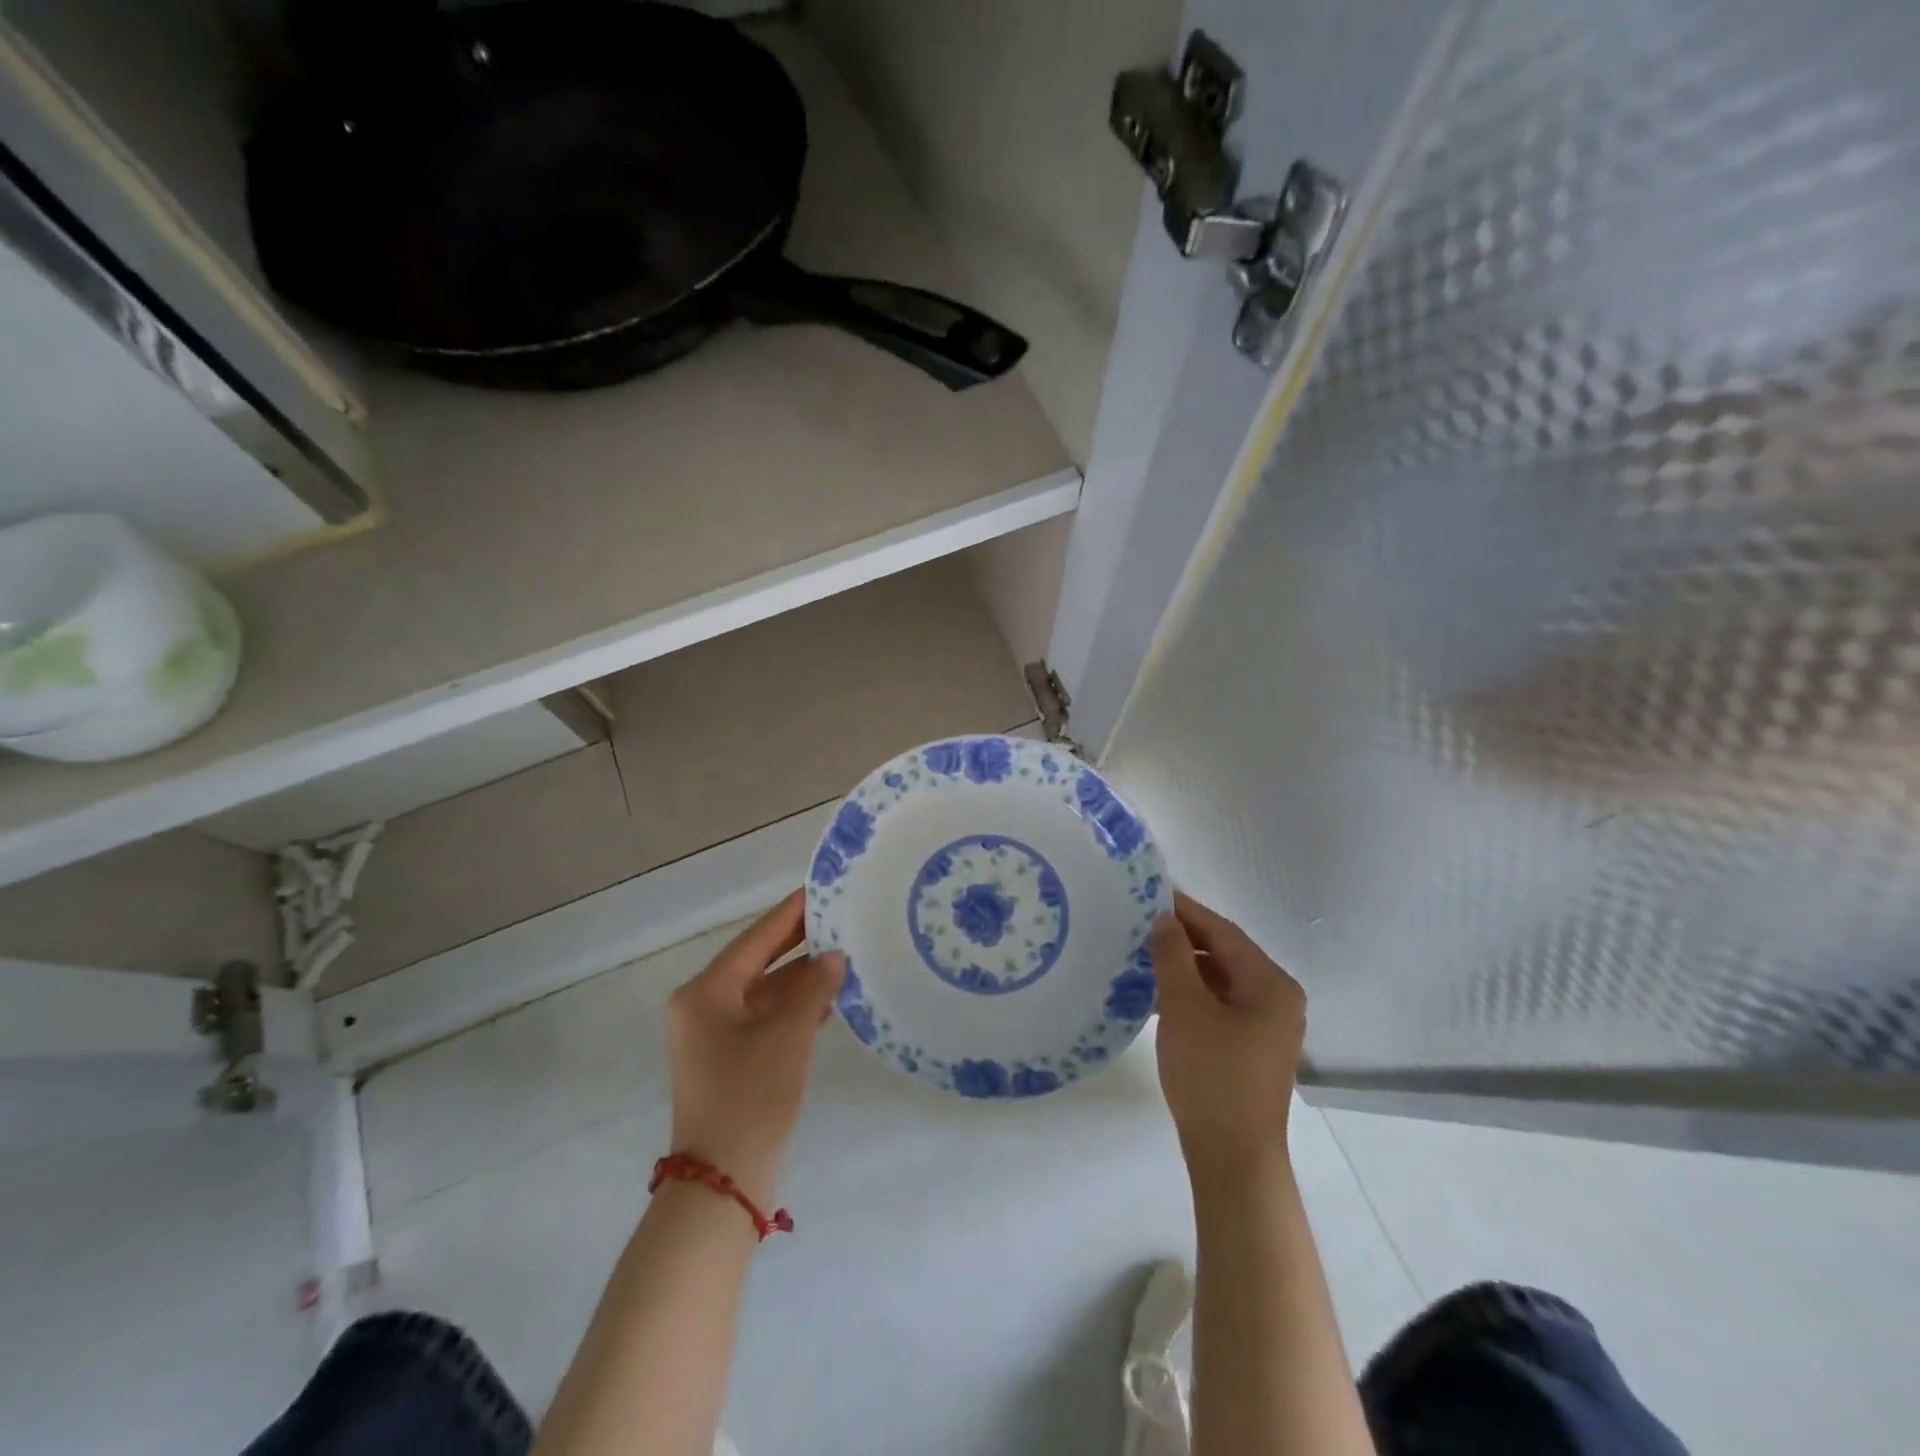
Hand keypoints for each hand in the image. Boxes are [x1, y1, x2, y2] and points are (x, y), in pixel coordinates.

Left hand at [666, 890, 844, 1206]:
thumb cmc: (751, 1096)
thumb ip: (813, 988)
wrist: (722, 1183)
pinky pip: (763, 1018)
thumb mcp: (788, 1035)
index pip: (754, 939)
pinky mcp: (727, 1059)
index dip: (789, 914)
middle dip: (796, 943)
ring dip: (799, 978)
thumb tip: (834, 956)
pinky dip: (792, 1007)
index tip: (819, 890)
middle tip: (837, 917)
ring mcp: (712, 1035)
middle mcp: (701, 1007)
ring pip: (762, 992)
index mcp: (704, 993)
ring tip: (843, 954)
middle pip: (755, 962)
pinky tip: (827, 998)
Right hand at [1151, 891, 1305, 1176]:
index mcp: (1271, 984)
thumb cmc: (1212, 1076)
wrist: (1233, 1159)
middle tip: (1140, 924)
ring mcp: (1266, 1027)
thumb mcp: (1185, 1008)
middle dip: (1183, 938)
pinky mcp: (1250, 1049)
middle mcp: (1276, 999)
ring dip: (1183, 968)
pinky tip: (1156, 995)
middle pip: (1224, 954)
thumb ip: (1174, 956)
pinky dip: (1190, 995)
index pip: (1223, 932)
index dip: (1186, 911)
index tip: (1150, 893)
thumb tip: (1164, 919)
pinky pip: (1218, 1006)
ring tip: (1141, 955)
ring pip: (1219, 981)